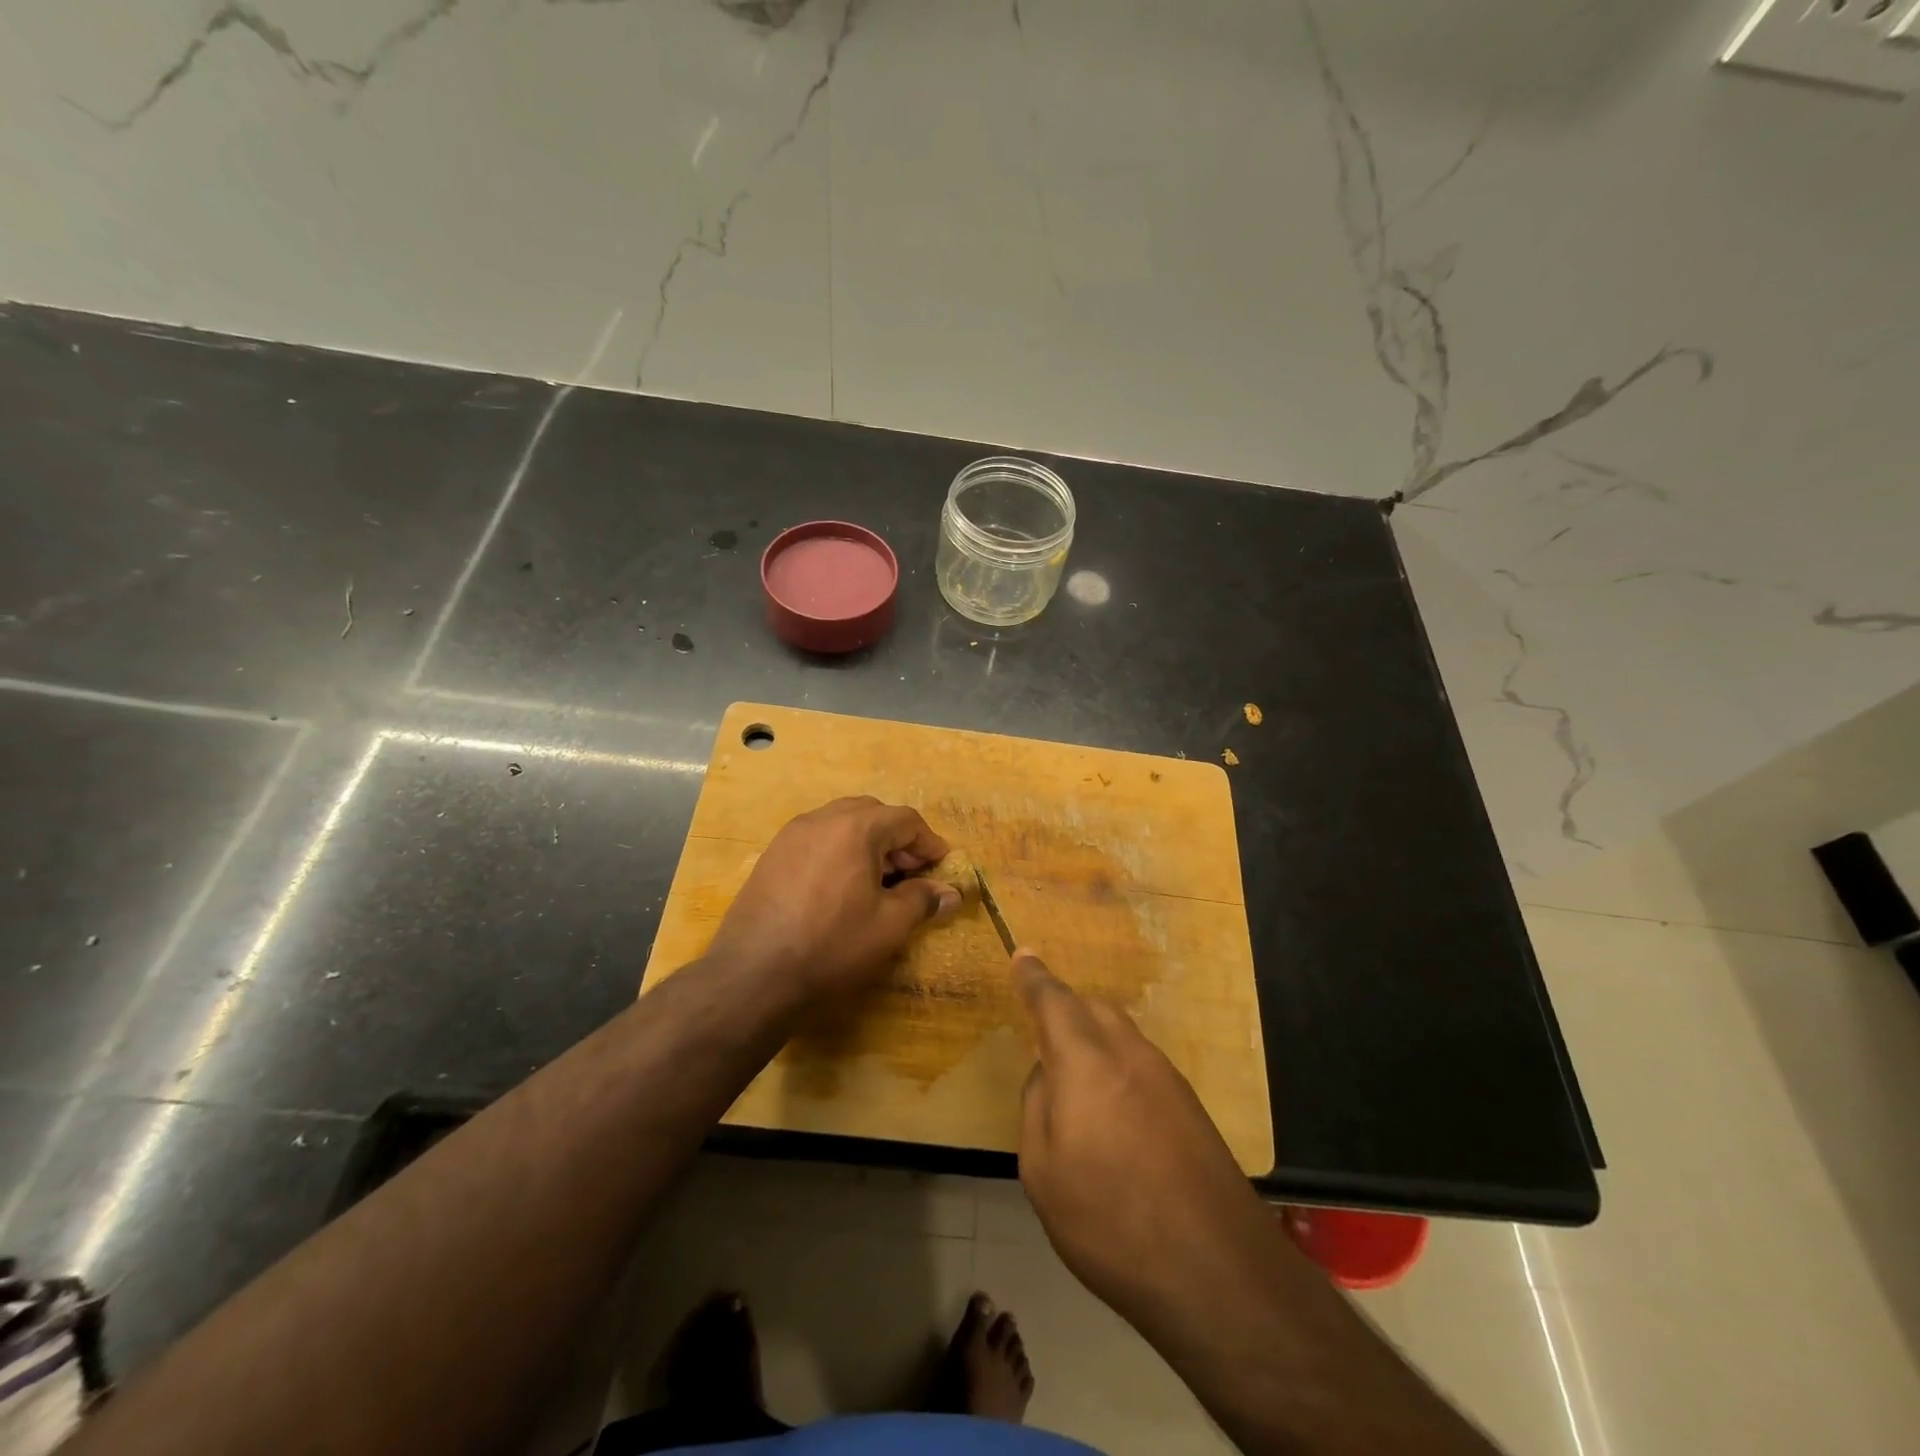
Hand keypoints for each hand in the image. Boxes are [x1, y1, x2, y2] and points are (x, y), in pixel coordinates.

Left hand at [706, 797, 961, 1002]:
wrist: (753, 975)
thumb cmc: (831, 945)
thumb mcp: (888, 926)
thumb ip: (922, 900)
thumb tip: (950, 893)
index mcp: (855, 828)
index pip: (905, 820)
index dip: (929, 842)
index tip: (942, 866)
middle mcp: (821, 819)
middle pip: (872, 813)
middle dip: (897, 839)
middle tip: (911, 873)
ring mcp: (791, 835)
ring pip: (841, 823)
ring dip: (867, 842)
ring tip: (878, 881)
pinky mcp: (771, 856)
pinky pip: (816, 839)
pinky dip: (839, 851)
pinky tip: (841, 887)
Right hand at [1012, 951, 1272, 1327]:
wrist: (1218, 1270)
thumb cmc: (1110, 1220)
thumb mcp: (1043, 1171)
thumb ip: (1038, 1106)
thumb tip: (1049, 1074)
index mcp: (1085, 1060)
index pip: (1053, 1000)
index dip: (1034, 977)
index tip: (1023, 955)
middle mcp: (1129, 1053)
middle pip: (1093, 1008)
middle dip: (1065, 1009)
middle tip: (1042, 1034)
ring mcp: (1166, 1077)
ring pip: (1121, 1033)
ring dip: (1094, 1039)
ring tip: (1077, 1082)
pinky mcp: (1190, 1105)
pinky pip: (1141, 1063)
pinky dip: (1118, 1067)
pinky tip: (1114, 1113)